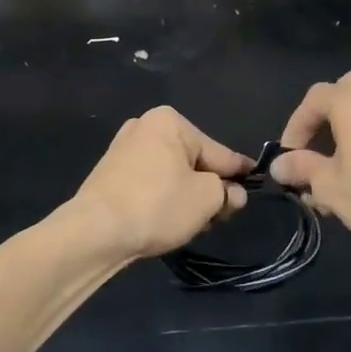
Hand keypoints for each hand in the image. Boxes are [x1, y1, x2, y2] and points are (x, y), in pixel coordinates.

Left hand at [71, 107, 255, 260]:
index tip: (254, 178)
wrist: (96, 230)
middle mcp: (144, 127)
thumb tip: (234, 193)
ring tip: (195, 223)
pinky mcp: (110, 174)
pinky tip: (168, 221)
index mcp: (169, 121)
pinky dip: (163, 198)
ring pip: (171, 174)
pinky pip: (150, 183)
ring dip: (187, 196)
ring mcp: (123, 150)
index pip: (217, 151)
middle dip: (209, 187)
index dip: (238, 171)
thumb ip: (226, 192)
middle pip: (193, 161)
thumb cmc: (158, 204)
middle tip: (221, 215)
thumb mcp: (206, 199)